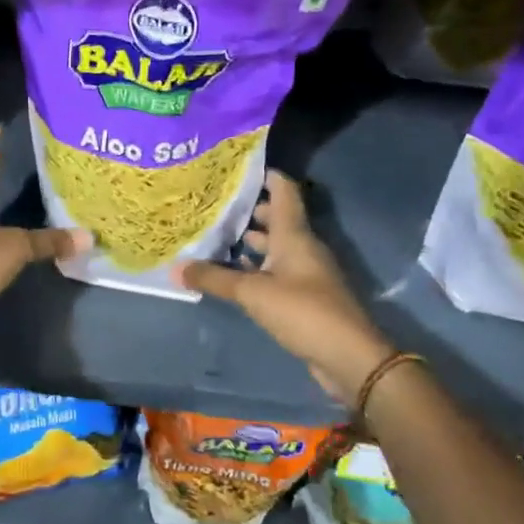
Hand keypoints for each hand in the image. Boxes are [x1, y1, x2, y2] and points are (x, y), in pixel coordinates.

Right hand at [174, 170, 393, 404]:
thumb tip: (175, 269)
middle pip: (276, 218)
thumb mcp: (252, 293)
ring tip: (214, 236)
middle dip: (247, 210)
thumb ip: (214, 279)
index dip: (263, 175)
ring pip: (274, 246)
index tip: (234, 167)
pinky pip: (275, 271)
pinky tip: (232, 273)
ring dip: (249, 241)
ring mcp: (305, 272)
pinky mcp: (304, 296)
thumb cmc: (303, 311)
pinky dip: (255, 268)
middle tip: (211, 204)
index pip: (283, 190)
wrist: (349, 357)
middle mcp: (301, 247)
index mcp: (294, 235)